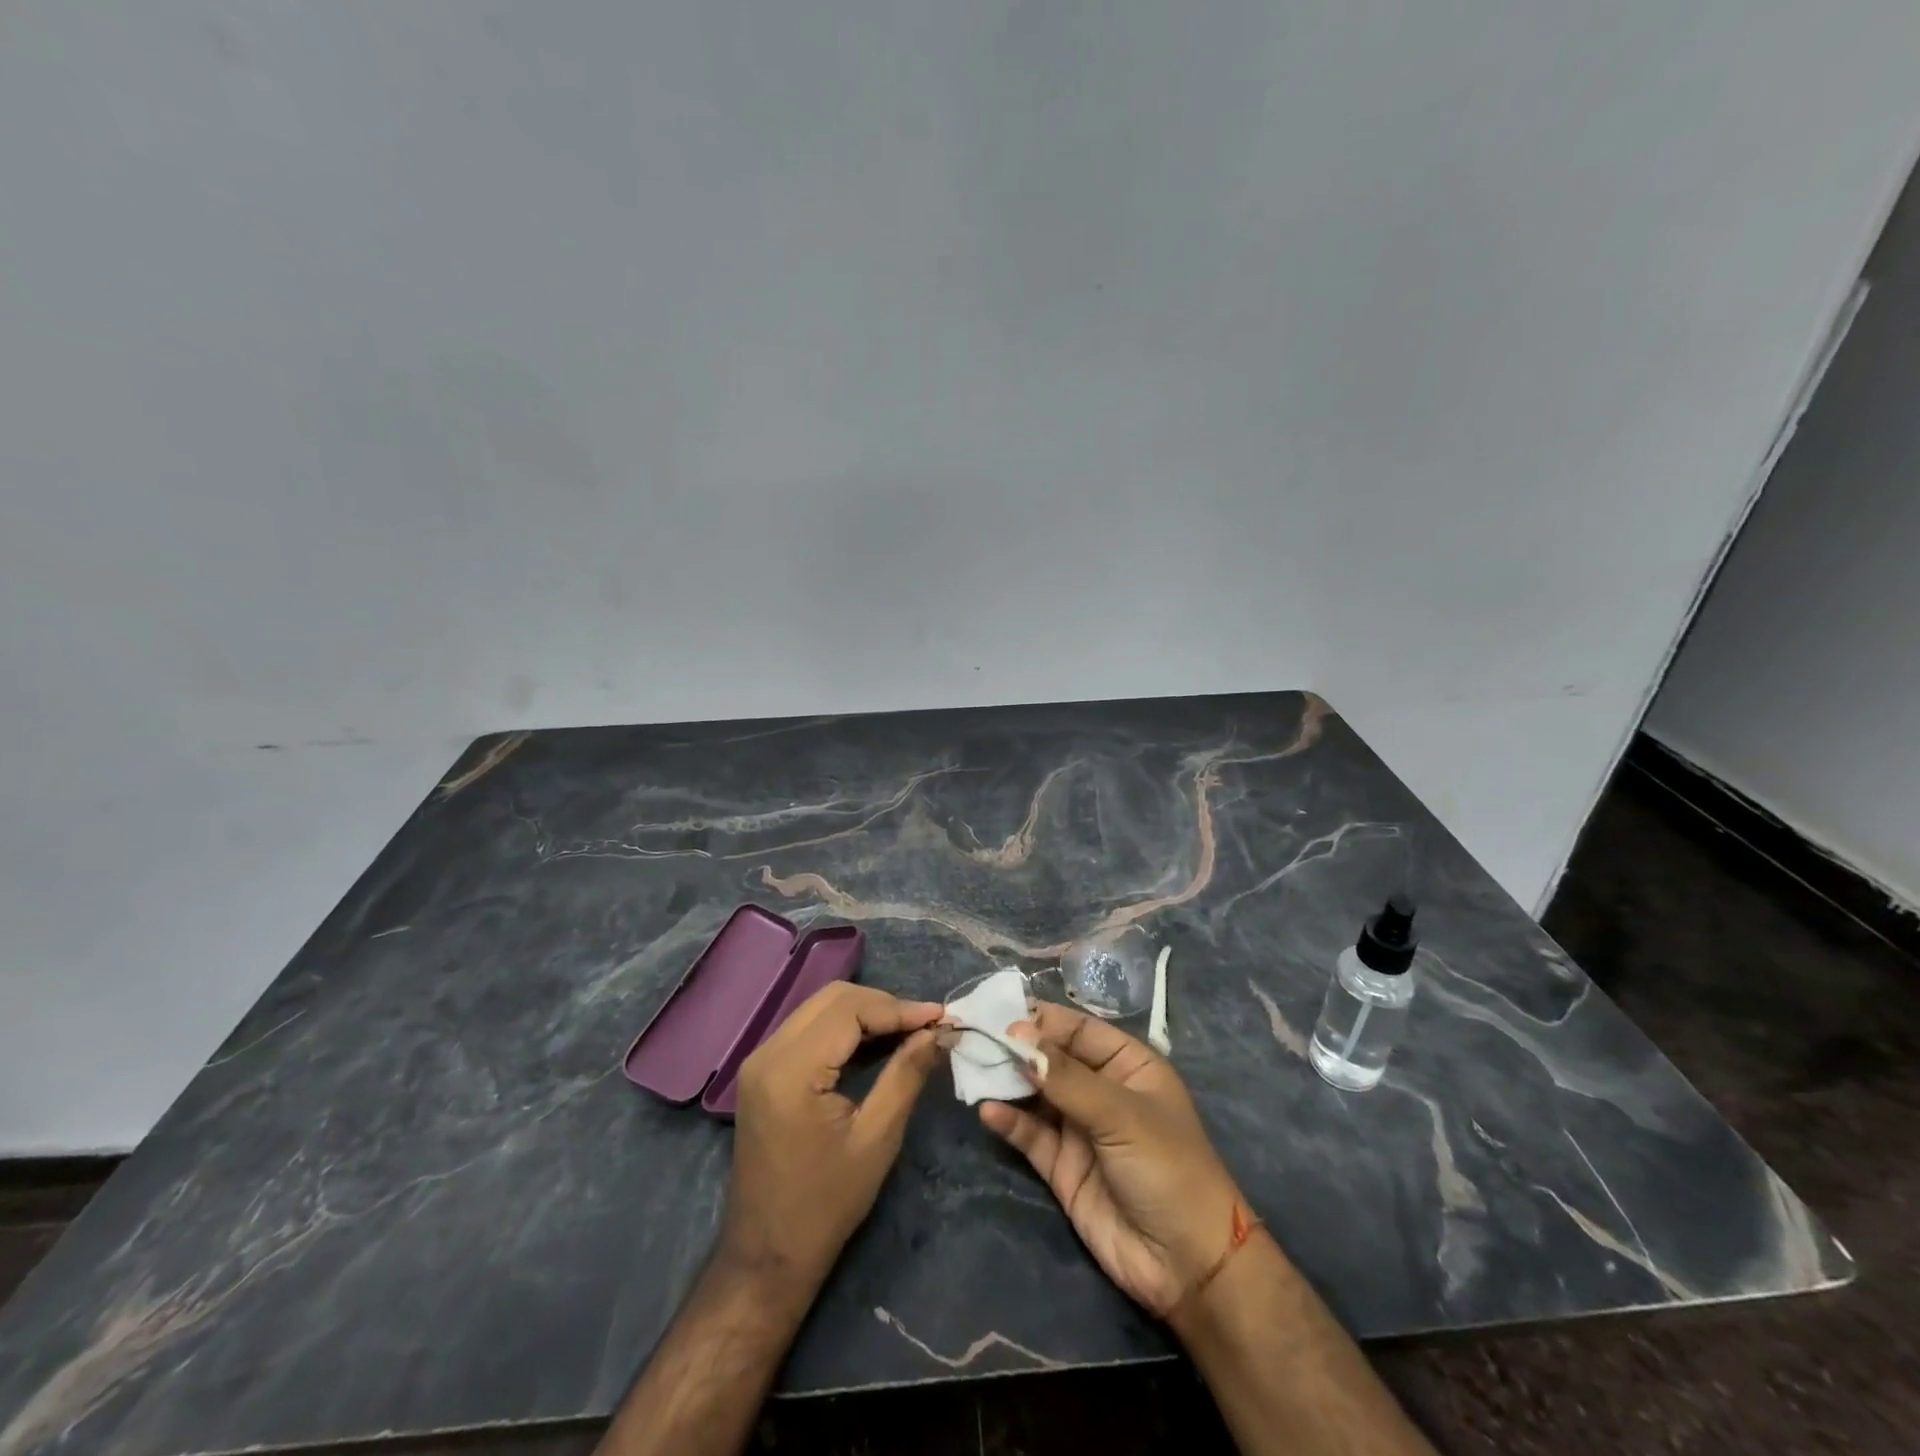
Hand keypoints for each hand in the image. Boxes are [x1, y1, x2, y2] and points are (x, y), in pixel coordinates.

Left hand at [720, 982, 943, 1292]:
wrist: (767, 1256)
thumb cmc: (826, 1204)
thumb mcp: (877, 1139)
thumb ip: (906, 1075)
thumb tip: (938, 1033)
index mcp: (791, 1070)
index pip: (849, 1009)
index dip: (898, 1008)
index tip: (940, 1017)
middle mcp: (768, 1053)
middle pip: (833, 999)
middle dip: (884, 1005)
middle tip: (926, 1025)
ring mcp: (761, 1060)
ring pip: (820, 1008)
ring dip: (866, 1012)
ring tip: (909, 1031)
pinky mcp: (764, 1071)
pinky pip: (809, 1029)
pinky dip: (845, 1028)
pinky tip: (877, 1042)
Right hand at [980, 1001, 1246, 1316]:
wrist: (1188, 1265)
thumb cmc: (1168, 1169)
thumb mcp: (1122, 1115)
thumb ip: (1068, 1079)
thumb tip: (1019, 1041)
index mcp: (1128, 1065)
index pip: (1079, 1030)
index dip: (1043, 1022)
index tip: (1003, 1018)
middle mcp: (1102, 1090)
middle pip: (1052, 1059)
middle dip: (1018, 1049)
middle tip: (977, 1038)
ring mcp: (1080, 1128)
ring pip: (1036, 1094)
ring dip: (1007, 1082)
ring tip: (973, 1069)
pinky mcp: (1062, 1167)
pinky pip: (1031, 1135)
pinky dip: (1009, 1122)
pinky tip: (988, 1112)